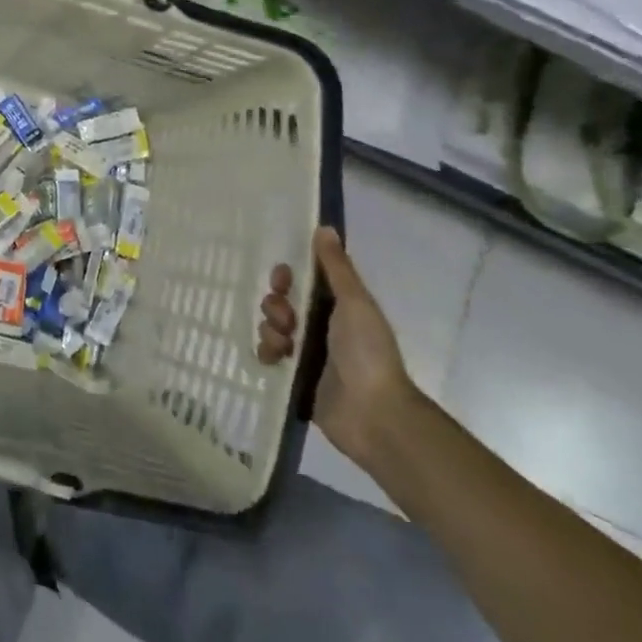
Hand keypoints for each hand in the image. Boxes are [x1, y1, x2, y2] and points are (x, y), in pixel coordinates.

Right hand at [256, 226, 416, 469]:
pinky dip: (267, 353)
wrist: (374, 415)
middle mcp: (320, 327)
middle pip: (282, 303)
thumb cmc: (367, 353)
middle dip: (276, 305)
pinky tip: (275, 359)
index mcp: (337, 308)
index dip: (287, 276)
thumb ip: (336, 267)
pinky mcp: (294, 378)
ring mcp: (307, 354)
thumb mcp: (354, 303)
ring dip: (271, 330)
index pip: (302, 281)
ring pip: (272, 327)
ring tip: (286, 346)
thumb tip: (324, 227)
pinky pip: (268, 356)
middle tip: (287, 319)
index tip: (282, 279)